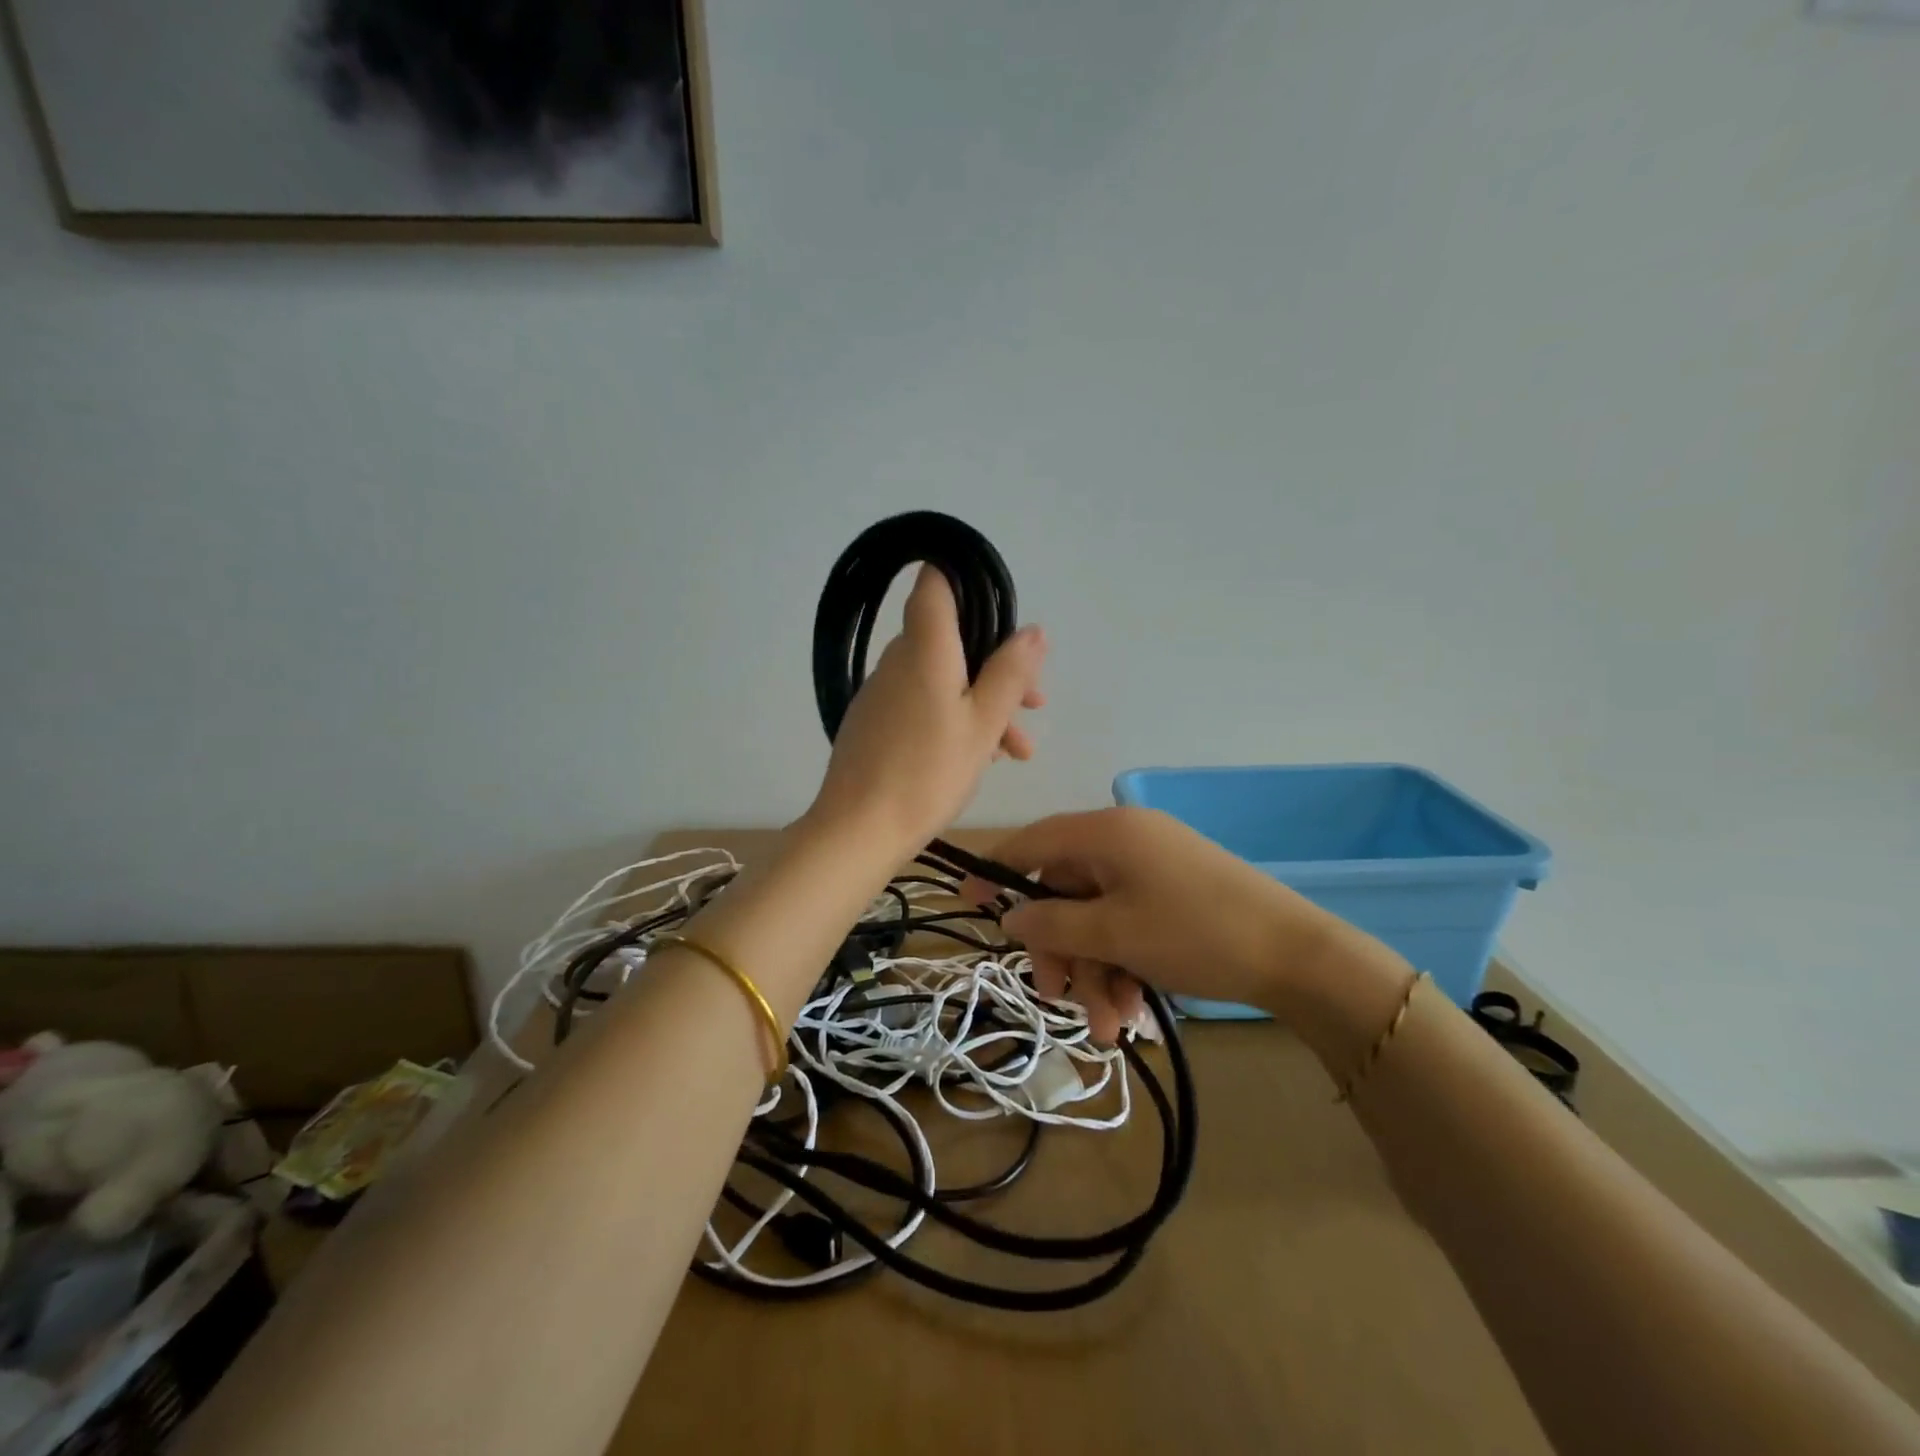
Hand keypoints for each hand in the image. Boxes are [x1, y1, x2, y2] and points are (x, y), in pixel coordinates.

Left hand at [806, 566, 1046, 855]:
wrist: (858, 830)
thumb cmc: (928, 773)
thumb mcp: (983, 723)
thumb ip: (1009, 673)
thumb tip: (1033, 630)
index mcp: (924, 648)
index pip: (935, 583)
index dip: (966, 581)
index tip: (1000, 612)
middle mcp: (897, 660)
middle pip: (950, 639)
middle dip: (996, 666)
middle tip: (1032, 705)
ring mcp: (881, 692)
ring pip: (941, 678)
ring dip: (982, 703)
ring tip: (1016, 751)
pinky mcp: (873, 722)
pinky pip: (921, 703)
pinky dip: (953, 718)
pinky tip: (979, 757)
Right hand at [983, 808, 1410, 1043]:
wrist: (1299, 957)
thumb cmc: (1195, 934)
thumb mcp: (1114, 934)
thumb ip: (1052, 925)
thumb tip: (1010, 917)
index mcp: (1108, 832)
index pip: (1034, 841)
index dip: (997, 869)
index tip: (967, 899)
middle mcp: (1127, 841)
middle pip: (1066, 892)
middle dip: (1062, 952)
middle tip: (1057, 1000)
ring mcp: (1154, 869)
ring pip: (1098, 919)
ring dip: (1095, 972)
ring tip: (1110, 1029)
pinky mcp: (1175, 895)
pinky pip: (1129, 925)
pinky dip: (1123, 965)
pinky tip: (1132, 1012)